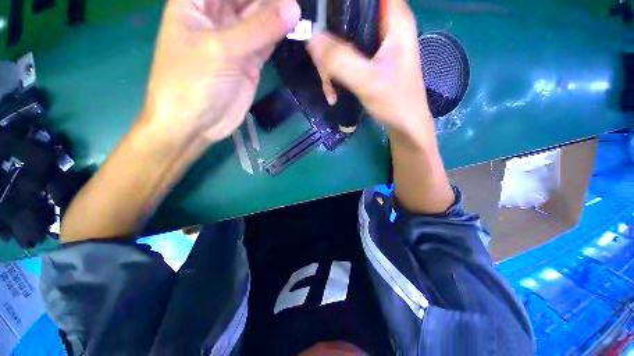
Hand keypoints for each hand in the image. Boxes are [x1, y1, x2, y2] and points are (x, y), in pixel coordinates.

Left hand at [142, 0, 300, 143]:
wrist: (196, 124)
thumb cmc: (192, 82)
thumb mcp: (222, 49)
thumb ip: (259, 29)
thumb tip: (293, 8)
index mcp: (196, 3)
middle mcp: (216, 17)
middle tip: (295, 1)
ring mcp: (235, 41)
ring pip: (259, 20)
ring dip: (278, 14)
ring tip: (299, 9)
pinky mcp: (249, 62)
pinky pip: (266, 43)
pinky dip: (279, 36)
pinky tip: (294, 27)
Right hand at [307, 0, 430, 143]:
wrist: (404, 125)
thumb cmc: (395, 103)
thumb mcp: (368, 81)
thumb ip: (341, 60)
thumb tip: (311, 37)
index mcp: (395, 19)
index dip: (341, 3)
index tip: (322, 17)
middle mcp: (386, 25)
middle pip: (349, 15)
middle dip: (329, 40)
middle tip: (322, 66)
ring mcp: (376, 44)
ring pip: (344, 38)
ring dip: (330, 62)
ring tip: (328, 85)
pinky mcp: (369, 60)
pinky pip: (345, 57)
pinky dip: (335, 72)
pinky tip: (332, 89)